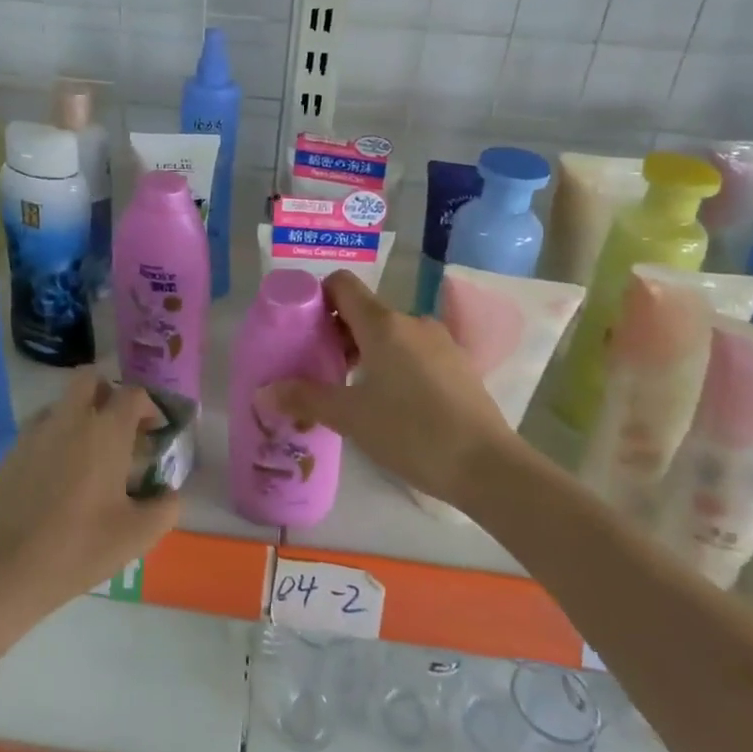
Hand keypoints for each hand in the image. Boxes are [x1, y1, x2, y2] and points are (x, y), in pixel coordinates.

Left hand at [0, 368, 182, 611]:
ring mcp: (37, 432)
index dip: (148, 407)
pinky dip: (55, 438)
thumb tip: (169, 493)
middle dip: (107, 392)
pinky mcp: (13, 451)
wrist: (10, 566)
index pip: (133, 394)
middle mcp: (71, 419)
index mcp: (106, 431)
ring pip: (62, 403)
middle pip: (90, 379)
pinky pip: (40, 428)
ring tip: (87, 454)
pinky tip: (58, 474)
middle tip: (117, 426)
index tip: (153, 432)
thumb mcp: (138, 534)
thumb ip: (165, 508)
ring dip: (79, 415)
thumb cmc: (81, 545)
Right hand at [258, 270, 512, 509]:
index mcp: (383, 324)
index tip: (302, 328)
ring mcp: (440, 342)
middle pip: (364, 311)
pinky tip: (391, 403)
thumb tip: (264, 391)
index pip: (342, 284)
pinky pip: (414, 351)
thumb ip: (305, 398)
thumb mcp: (350, 417)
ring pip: (390, 333)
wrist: (488, 467)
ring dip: (366, 351)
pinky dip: (394, 364)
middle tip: (320, 368)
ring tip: (352, 390)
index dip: (317, 297)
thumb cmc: (411, 432)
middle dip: (337, 332)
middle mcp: (411, 322)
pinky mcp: (458, 365)